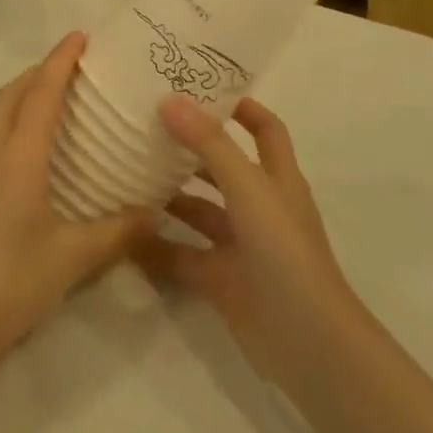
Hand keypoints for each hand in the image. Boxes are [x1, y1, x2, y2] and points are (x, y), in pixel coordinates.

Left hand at [0, 32, 148, 384]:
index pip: (41, 94)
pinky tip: (16, 147)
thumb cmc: (13, 284)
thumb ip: (119, 230)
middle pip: (10, 95)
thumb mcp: (74, 258)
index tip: (79, 36)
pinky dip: (1, 122)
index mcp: (17, 159)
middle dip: (38, 72)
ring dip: (16, 96)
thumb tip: (156, 210)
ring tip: (45, 98)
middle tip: (70, 67)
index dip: (60, 61)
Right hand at [136, 97, 364, 391]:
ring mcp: (240, 246)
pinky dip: (157, 246)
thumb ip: (210, 145)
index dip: (241, 107)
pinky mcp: (222, 280)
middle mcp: (259, 207)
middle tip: (145, 126)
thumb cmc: (285, 252)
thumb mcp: (249, 189)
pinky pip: (183, 255)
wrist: (308, 344)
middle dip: (189, 148)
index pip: (264, 129)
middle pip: (223, 167)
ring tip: (126, 172)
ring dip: (169, 195)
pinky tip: (124, 232)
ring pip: (199, 211)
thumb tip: (170, 99)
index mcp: (277, 179)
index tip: (201, 88)